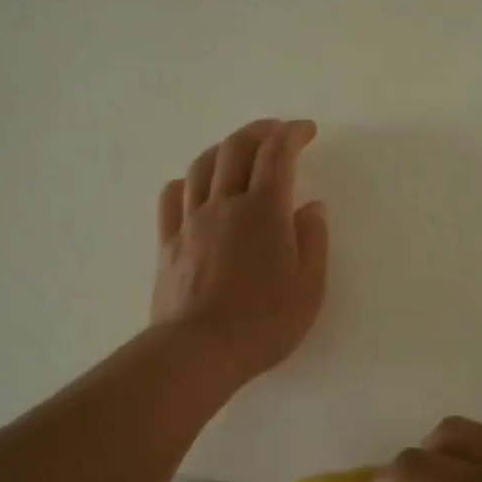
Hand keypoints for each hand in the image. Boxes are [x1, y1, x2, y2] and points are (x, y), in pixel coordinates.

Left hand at [151, 119, 329, 385]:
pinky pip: (171, 198)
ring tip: (238, 151)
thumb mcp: (309, 287)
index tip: (306, 129)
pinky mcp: (168, 243)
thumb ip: (313, 240)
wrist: (199, 351)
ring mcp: (191, 222)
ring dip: (223, 148)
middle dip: (258, 130)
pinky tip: (193, 187)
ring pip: (201, 166)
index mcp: (264, 211)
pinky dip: (186, 182)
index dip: (292, 134)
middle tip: (275, 130)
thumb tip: (311, 207)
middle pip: (236, 148)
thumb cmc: (263, 322)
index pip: (277, 154)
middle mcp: (224, 204)